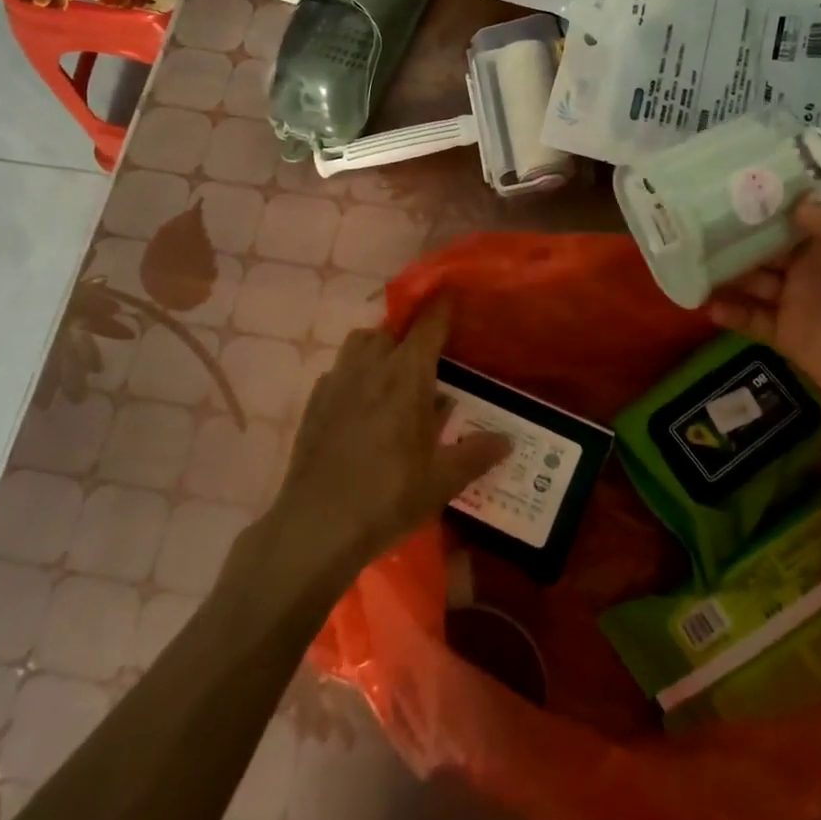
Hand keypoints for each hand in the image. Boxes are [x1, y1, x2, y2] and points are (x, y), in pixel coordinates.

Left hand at [267, 301, 508, 583]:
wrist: (316, 526)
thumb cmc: (388, 497)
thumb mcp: (442, 481)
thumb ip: (476, 454)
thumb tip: (506, 440)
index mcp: (406, 375)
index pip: (428, 325)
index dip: (442, 306)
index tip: (452, 292)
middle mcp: (370, 367)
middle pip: (390, 330)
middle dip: (408, 334)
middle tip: (427, 358)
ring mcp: (336, 382)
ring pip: (359, 344)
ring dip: (378, 348)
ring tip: (393, 377)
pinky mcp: (314, 403)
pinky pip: (338, 372)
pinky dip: (354, 375)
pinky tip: (362, 406)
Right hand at [709, 200, 820, 439]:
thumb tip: (799, 209)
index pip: (798, 213)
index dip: (769, 200)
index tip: (733, 184)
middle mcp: (810, 266)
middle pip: (765, 244)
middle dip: (734, 233)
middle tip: (695, 222)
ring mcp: (795, 301)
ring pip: (751, 279)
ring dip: (724, 271)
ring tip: (691, 262)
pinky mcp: (785, 335)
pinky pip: (750, 319)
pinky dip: (729, 312)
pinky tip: (710, 306)